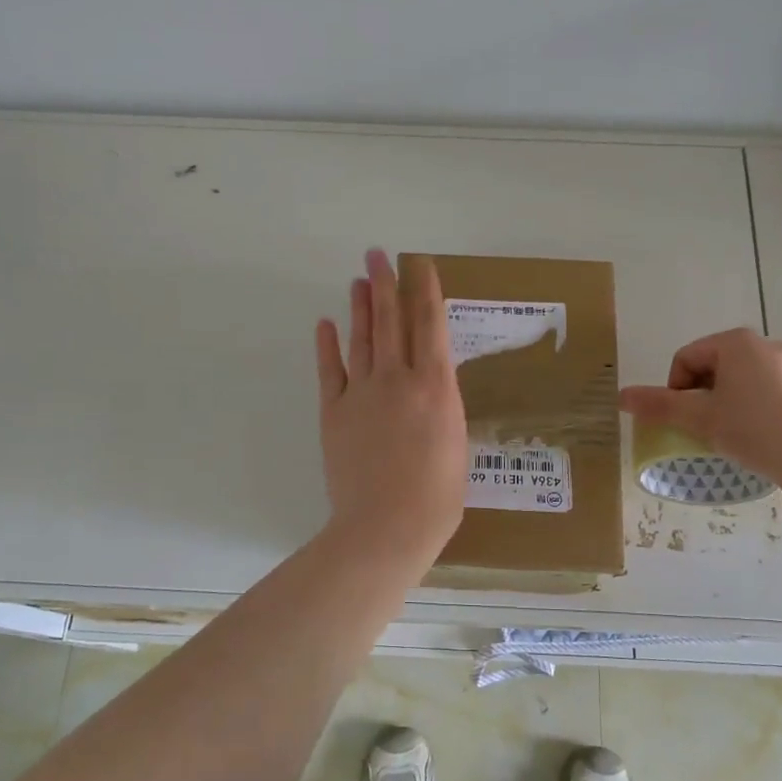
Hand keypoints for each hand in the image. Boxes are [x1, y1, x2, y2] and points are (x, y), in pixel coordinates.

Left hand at [315, 249, 467, 573]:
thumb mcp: (456, 444)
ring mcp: (361, 393)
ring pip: (361, 339)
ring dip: (359, 308)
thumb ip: (441, 409)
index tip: (420, 264)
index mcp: (435, 386)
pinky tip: (325, 324)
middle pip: (391, 321)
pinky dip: (326, 346)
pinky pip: (329, 371)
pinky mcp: (334, 412)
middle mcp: (398, 379)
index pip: (430, 325)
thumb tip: (430, 392)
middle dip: (385, 285)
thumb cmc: (436, 496)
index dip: (425, 291)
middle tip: (377, 255)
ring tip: (358, 280)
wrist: (386, 525)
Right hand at [619, 328, 781, 481]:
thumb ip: (658, 405)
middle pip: (715, 368)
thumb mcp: (699, 418)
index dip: (674, 389)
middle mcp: (767, 345)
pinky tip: (762, 440)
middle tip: (703, 429)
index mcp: (736, 342)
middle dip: (702, 397)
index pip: (686, 358)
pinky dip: (757, 412)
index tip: (681, 419)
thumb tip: (620, 396)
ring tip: (732, 437)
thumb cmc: (753, 428)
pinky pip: (772, 395)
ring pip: (744, 383)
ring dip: (728, 405)